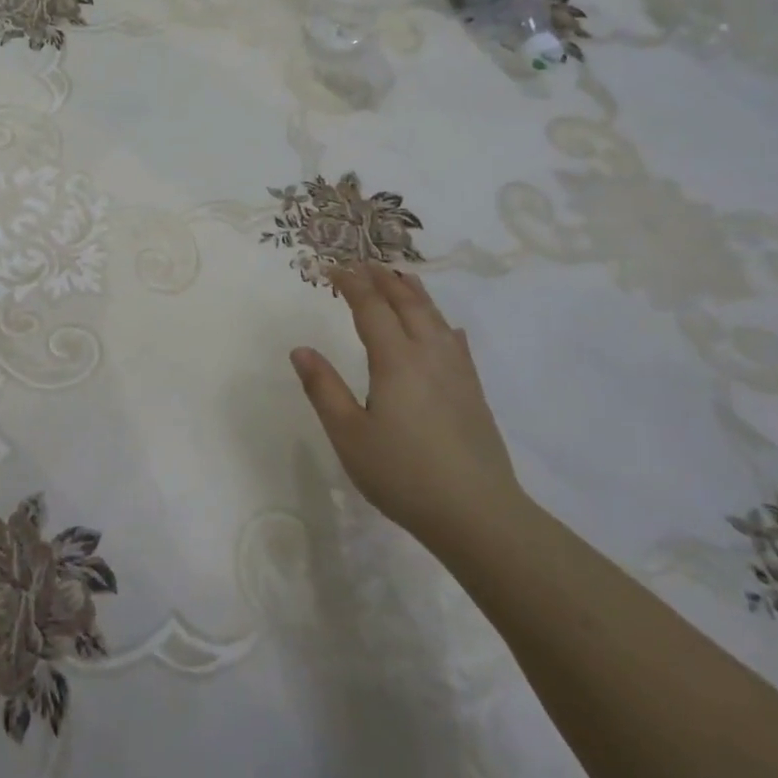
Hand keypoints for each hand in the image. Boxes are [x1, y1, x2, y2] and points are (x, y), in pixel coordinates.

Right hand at [290, 264, 522, 550]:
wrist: (477, 513)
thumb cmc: (402, 474)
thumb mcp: (348, 434)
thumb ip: (324, 389)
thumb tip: (300, 350)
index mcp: (395, 360)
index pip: (371, 307)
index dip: (351, 284)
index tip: (332, 268)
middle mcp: (429, 354)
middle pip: (406, 303)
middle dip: (382, 279)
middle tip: (363, 263)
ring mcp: (456, 372)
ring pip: (435, 318)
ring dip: (414, 293)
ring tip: (401, 277)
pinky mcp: (473, 392)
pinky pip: (457, 342)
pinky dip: (444, 324)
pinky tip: (448, 328)